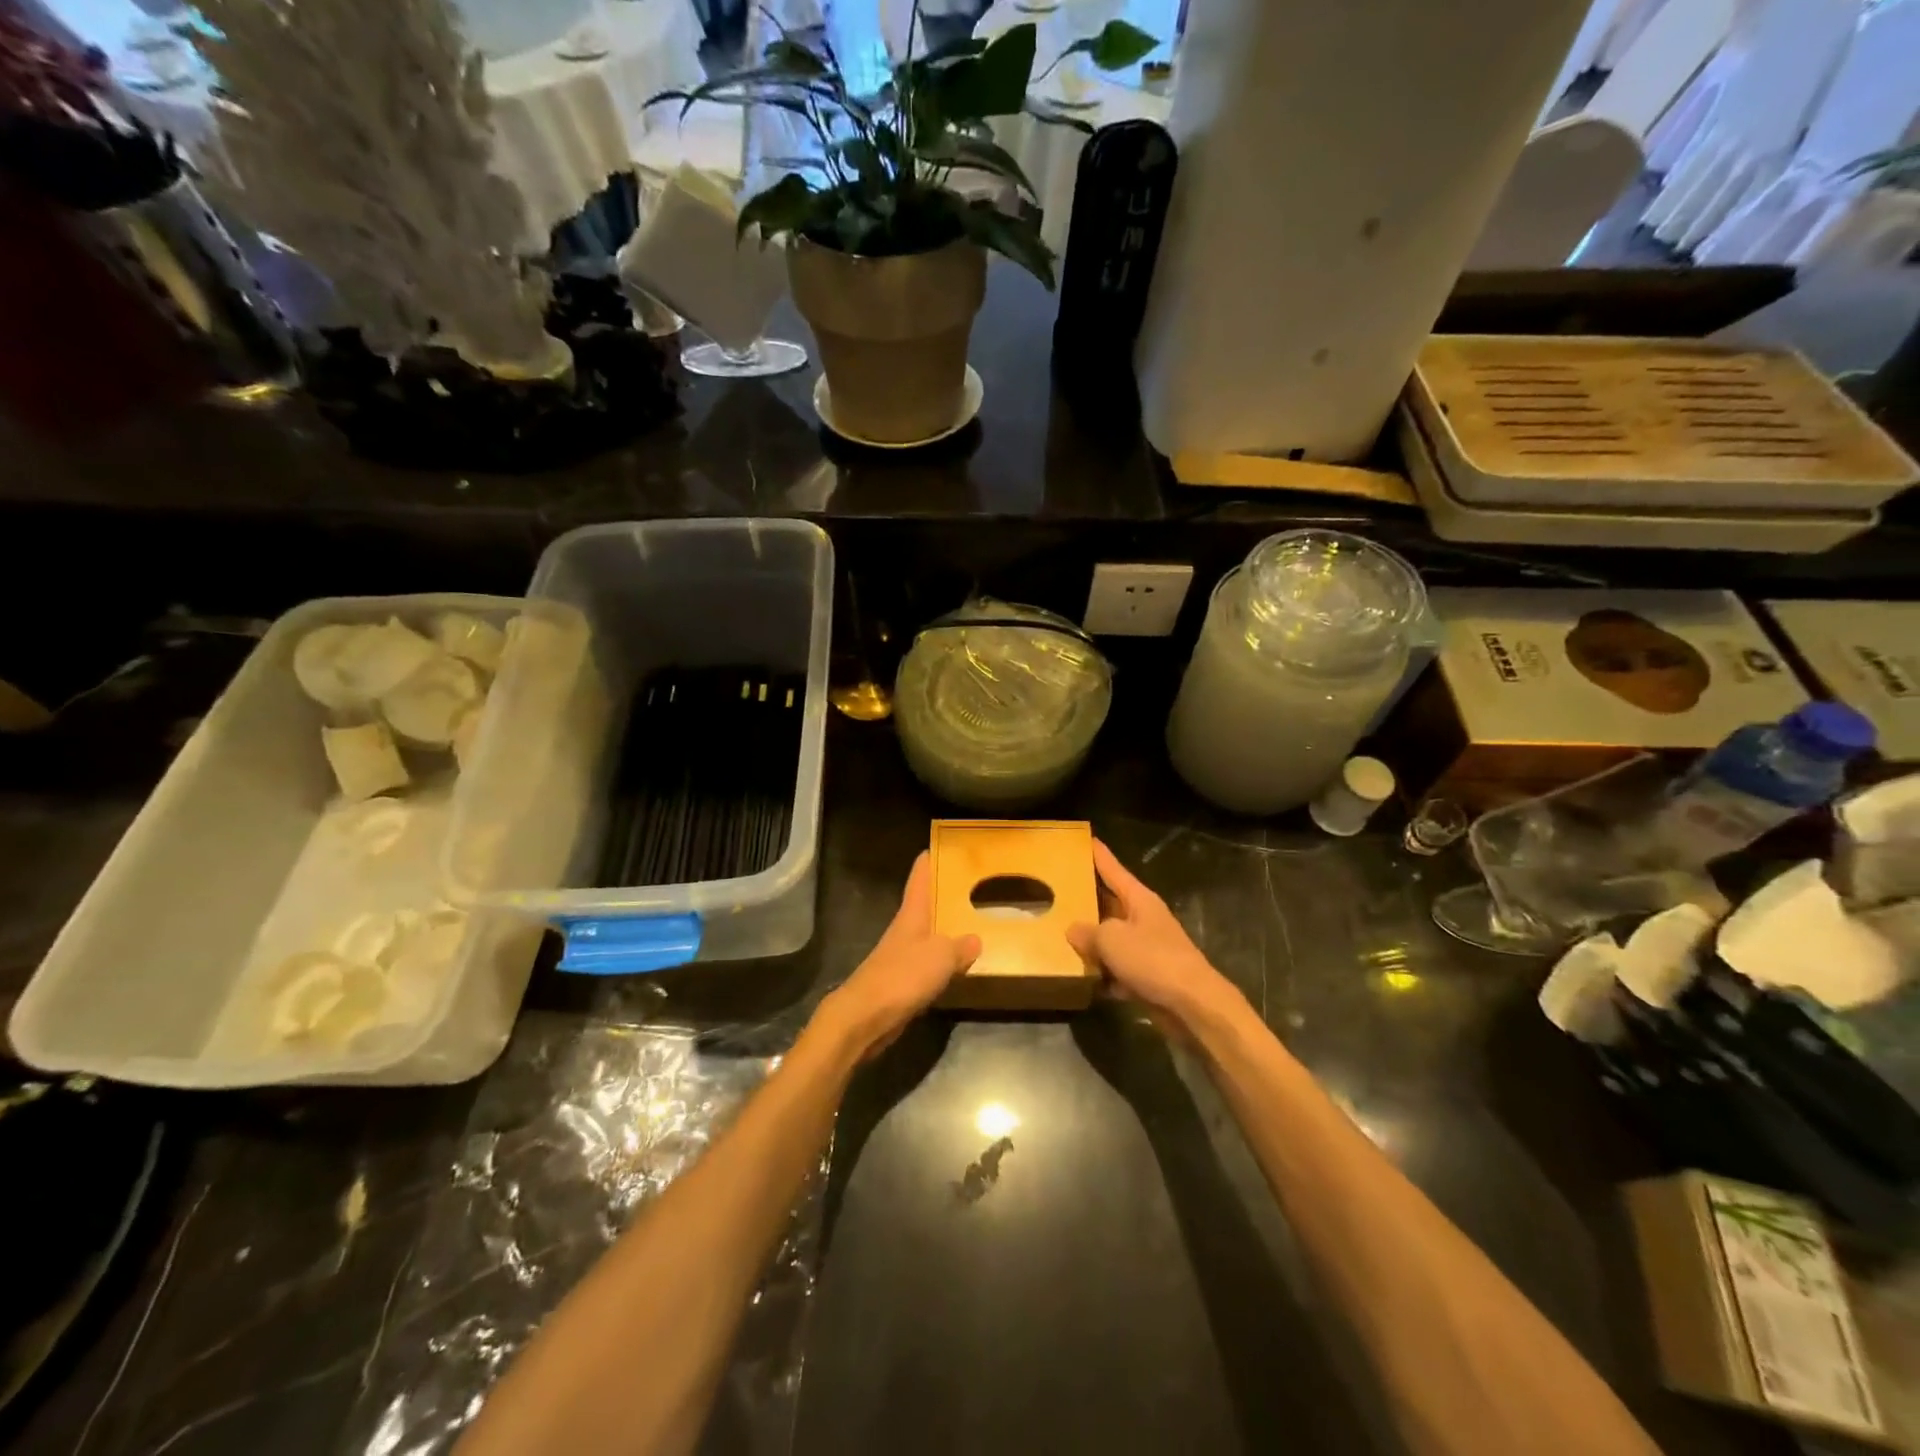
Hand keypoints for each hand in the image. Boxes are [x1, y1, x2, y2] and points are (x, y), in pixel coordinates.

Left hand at [814, 852, 979, 1059]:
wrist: (865, 1018)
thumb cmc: (901, 977)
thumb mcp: (940, 956)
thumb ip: (960, 946)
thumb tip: (975, 939)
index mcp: (911, 914)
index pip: (920, 877)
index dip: (930, 860)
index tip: (943, 845)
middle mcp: (905, 930)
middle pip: (926, 904)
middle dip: (946, 894)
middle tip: (974, 884)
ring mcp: (902, 956)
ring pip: (930, 934)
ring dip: (948, 929)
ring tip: (975, 923)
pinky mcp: (903, 982)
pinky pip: (930, 963)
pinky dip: (945, 960)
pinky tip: (961, 965)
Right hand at [1066, 839, 1240, 1039]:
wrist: (1191, 1004)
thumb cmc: (1153, 959)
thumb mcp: (1111, 939)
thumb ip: (1088, 932)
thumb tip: (1073, 930)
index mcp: (1139, 899)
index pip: (1114, 870)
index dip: (1099, 855)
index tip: (1086, 839)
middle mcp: (1144, 919)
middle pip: (1111, 903)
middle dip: (1088, 899)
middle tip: (1059, 890)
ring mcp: (1147, 948)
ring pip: (1112, 939)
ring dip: (1092, 941)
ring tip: (1060, 936)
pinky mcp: (1147, 976)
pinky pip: (1118, 969)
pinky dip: (1103, 974)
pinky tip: (1082, 978)